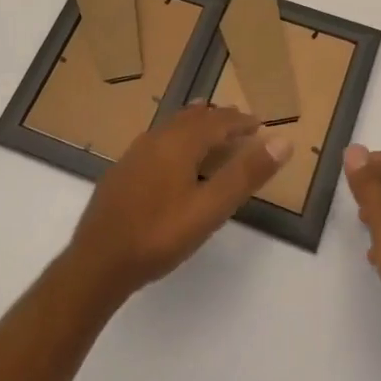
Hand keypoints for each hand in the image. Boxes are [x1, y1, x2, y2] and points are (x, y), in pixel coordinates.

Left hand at [65, 104, 291, 306]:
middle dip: (219, 119)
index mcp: (180, 142)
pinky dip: (178, 139)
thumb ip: (246, 174)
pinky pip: (158, 141)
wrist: (97, 262)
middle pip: (193, 119)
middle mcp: (156, 138)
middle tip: (240, 125)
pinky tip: (174, 159)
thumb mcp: (210, 208)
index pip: (218, 121)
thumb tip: (282, 141)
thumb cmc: (159, 235)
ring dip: (196, 126)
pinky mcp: (122, 170)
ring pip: (173, 127)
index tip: (260, 124)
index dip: (241, 121)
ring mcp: (135, 153)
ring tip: (210, 129)